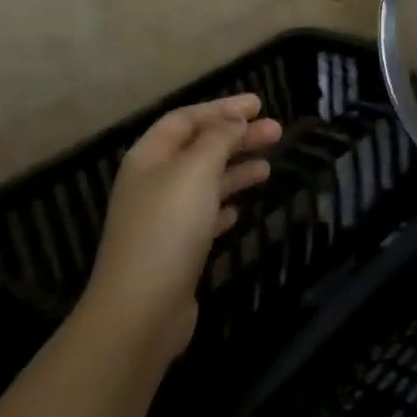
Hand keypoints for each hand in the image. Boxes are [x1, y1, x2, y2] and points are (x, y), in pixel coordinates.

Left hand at [77, 93, 278, 362]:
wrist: (140, 311)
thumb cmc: (168, 229)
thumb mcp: (196, 171)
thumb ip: (218, 139)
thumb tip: (234, 119)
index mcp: (149, 158)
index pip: (186, 119)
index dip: (222, 108)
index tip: (259, 105)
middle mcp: (152, 183)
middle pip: (198, 149)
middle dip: (237, 137)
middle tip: (277, 132)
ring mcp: (161, 219)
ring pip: (204, 182)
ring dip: (236, 170)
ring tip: (268, 168)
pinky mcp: (174, 250)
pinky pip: (203, 216)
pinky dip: (223, 206)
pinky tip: (240, 210)